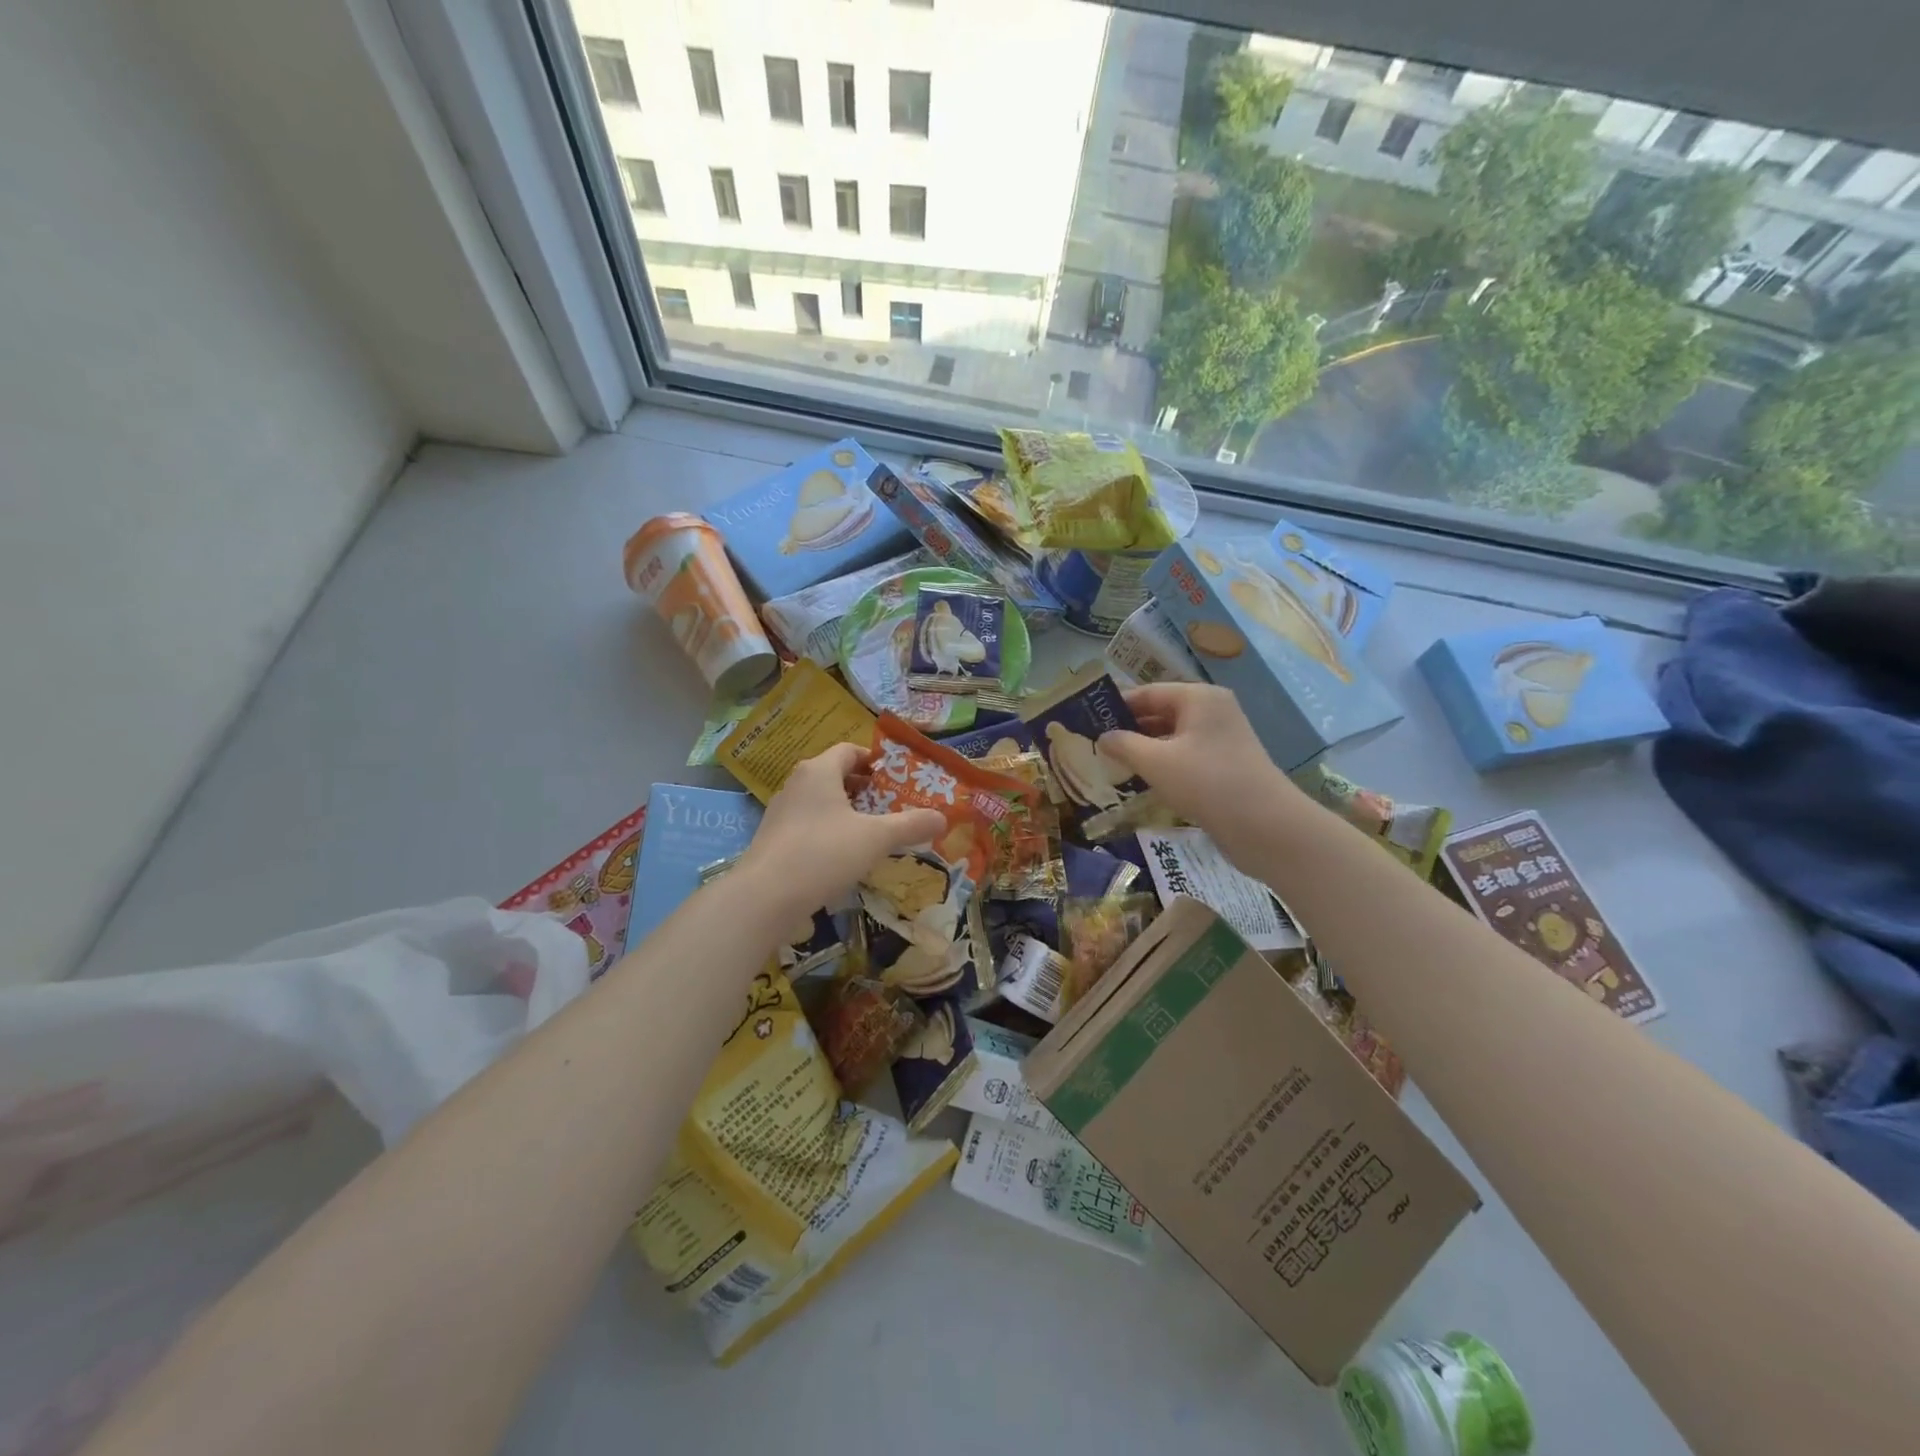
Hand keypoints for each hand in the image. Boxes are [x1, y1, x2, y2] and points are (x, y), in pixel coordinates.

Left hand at [737, 743, 946, 918]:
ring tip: (875, 832)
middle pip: (836, 776)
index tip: (898, 779)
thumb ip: (911, 825)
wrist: (765, 896)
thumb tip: (943, 818)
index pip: (850, 751)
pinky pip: (810, 825)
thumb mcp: (875, 838)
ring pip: (823, 802)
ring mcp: (782, 812)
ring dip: (849, 812)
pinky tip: (847, 856)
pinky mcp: (775, 839)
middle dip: (866, 789)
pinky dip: (831, 832)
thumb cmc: (823, 853)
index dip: (875, 762)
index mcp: (819, 770)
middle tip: (893, 806)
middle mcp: (797, 784)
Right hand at [1100, 683, 1306, 868]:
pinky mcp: (1225, 764)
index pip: (1148, 692)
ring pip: (1172, 735)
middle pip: (1161, 711)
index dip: (1117, 705)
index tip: (1087, 720)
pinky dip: (1163, 763)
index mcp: (1199, 698)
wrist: (1265, 826)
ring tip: (1111, 762)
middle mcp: (1212, 710)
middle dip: (1129, 728)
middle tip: (1094, 744)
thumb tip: (1102, 736)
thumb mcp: (1156, 762)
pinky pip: (1185, 754)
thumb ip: (1124, 745)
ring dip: (1144, 748)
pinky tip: (1141, 779)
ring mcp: (1222, 738)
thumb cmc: (1207, 782)